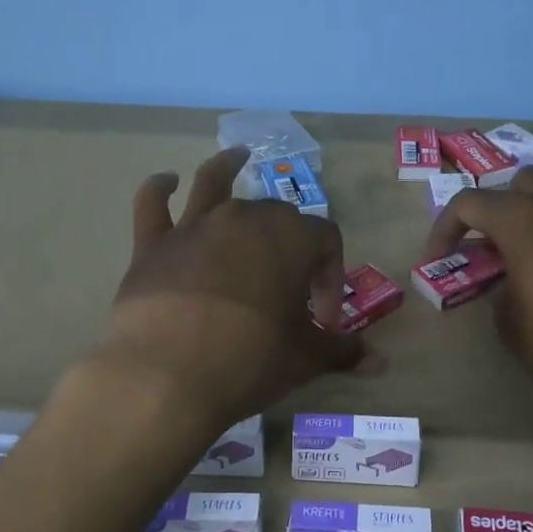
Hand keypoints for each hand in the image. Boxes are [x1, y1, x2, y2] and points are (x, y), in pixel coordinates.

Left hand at [99, 147, 364, 438]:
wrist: (166, 376)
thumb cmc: (250, 360)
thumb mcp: (305, 359)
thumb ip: (342, 352)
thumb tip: (380, 363)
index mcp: (291, 237)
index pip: (326, 241)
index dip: (331, 277)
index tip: (324, 320)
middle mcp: (245, 217)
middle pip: (277, 214)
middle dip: (289, 245)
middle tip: (287, 292)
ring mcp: (195, 226)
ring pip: (215, 182)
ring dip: (228, 166)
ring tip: (237, 155)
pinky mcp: (153, 244)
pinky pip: (153, 204)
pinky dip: (158, 188)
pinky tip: (166, 180)